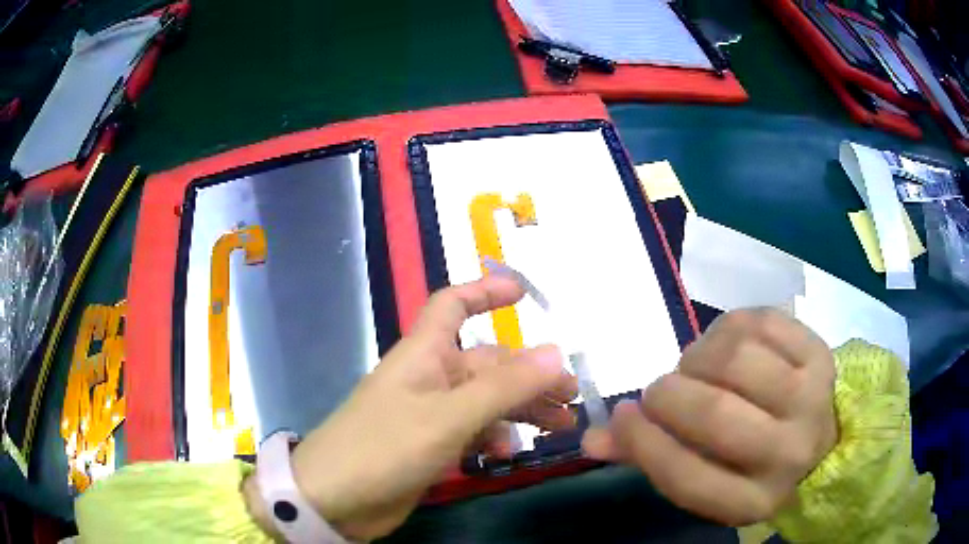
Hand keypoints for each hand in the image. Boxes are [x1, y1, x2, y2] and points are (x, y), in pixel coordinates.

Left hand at [245, 275, 576, 540]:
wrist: (335, 500)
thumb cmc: (384, 447)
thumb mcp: (449, 416)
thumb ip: (504, 387)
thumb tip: (556, 353)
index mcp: (424, 354)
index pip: (452, 305)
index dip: (484, 292)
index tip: (524, 294)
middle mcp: (429, 378)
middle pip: (487, 363)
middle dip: (530, 374)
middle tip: (571, 396)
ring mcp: (430, 414)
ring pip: (486, 400)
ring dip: (523, 409)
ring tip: (561, 425)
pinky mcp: (431, 445)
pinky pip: (473, 430)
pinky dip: (495, 436)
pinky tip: (508, 451)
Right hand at [582, 308, 836, 525]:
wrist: (821, 439)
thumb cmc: (751, 465)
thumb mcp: (706, 476)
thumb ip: (650, 457)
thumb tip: (593, 438)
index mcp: (752, 501)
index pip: (686, 477)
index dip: (644, 443)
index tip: (624, 415)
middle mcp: (788, 455)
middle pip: (714, 414)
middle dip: (668, 393)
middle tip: (660, 390)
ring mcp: (811, 399)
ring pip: (736, 359)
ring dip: (698, 355)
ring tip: (696, 366)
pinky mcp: (820, 354)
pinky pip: (761, 323)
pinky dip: (729, 326)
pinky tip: (727, 342)